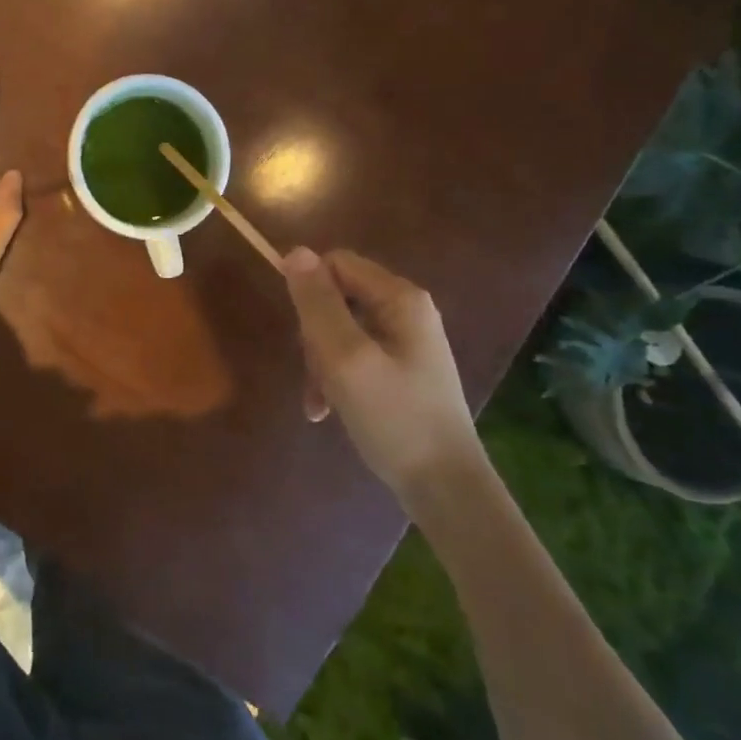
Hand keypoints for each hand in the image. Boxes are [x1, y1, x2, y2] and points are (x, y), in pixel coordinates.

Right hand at [283, 247, 479, 493]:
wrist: (445, 488)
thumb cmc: (395, 418)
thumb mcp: (346, 358)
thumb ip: (318, 304)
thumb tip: (295, 251)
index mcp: (400, 298)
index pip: (336, 263)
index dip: (308, 289)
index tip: (298, 331)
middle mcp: (406, 311)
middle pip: (337, 298)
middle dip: (314, 335)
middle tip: (315, 374)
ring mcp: (406, 342)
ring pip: (341, 331)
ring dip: (321, 363)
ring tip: (320, 403)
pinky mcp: (401, 370)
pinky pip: (354, 357)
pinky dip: (336, 379)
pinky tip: (327, 411)